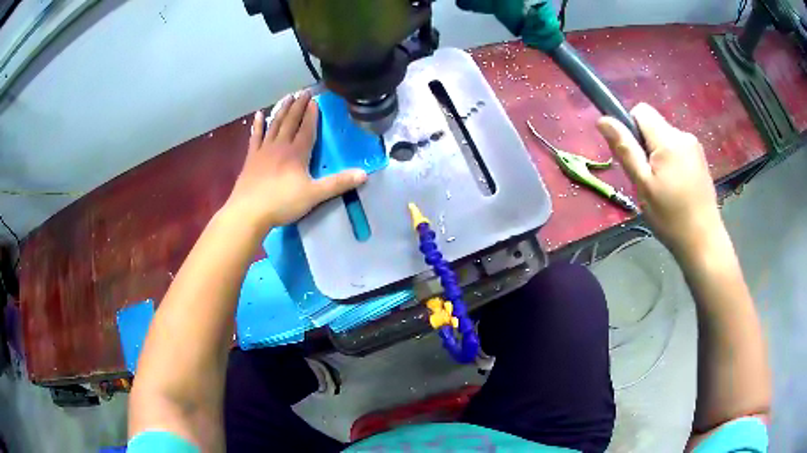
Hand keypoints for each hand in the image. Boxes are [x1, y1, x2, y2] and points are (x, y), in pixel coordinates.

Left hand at [226, 91, 367, 230]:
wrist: (249, 211)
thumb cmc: (282, 203)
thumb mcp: (314, 195)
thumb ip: (338, 183)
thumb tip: (364, 174)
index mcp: (297, 153)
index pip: (307, 128)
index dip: (312, 115)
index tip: (315, 100)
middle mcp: (280, 146)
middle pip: (291, 121)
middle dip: (298, 106)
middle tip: (304, 91)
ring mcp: (264, 150)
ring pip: (274, 124)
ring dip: (282, 110)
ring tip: (288, 97)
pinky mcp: (251, 158)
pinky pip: (255, 136)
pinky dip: (257, 125)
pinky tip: (258, 115)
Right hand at [596, 103, 724, 258]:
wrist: (703, 241)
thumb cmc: (670, 216)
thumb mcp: (643, 185)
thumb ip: (625, 149)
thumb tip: (603, 119)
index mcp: (668, 139)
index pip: (641, 111)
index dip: (631, 127)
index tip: (634, 156)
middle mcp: (683, 135)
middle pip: (654, 125)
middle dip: (645, 145)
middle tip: (648, 179)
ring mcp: (694, 146)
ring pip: (665, 138)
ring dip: (658, 155)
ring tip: (663, 187)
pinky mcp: (700, 158)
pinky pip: (678, 149)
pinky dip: (671, 162)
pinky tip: (675, 187)